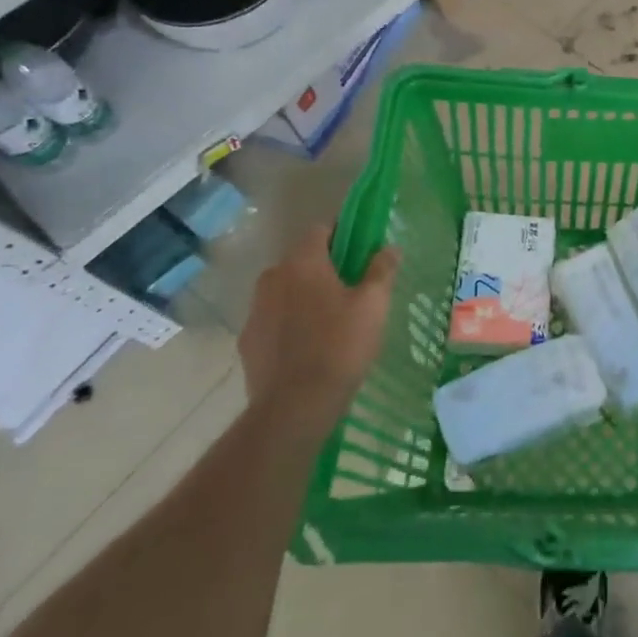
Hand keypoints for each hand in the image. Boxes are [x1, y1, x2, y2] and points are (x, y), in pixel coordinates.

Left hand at [239, 225, 398, 440]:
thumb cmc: (340, 345)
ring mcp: (255, 310)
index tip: (362, 251)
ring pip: (286, 290)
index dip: (343, 235)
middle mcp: (272, 277)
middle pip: (302, 260)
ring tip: (332, 320)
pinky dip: (290, 323)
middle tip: (353, 288)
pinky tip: (309, 345)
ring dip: (305, 295)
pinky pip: (274, 319)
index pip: (320, 230)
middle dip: (325, 267)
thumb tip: (389, 247)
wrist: (295, 407)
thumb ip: (382, 269)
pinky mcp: (248, 341)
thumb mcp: (374, 304)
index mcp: (302, 262)